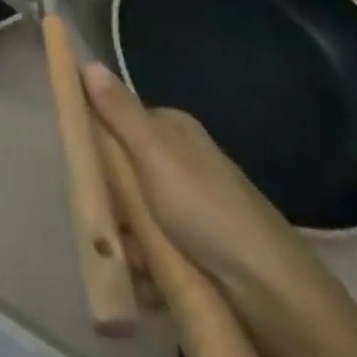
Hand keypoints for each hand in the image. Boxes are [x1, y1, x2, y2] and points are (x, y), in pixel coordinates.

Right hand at [83, 62, 322, 312]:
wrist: (274, 295)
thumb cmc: (208, 211)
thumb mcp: (155, 154)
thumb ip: (119, 112)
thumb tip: (88, 61)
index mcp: (174, 132)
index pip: (116, 121)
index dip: (95, 143)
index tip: (82, 167)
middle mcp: (182, 163)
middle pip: (121, 172)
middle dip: (111, 202)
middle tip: (111, 223)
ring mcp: (190, 207)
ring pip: (133, 214)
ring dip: (126, 239)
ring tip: (135, 261)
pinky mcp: (197, 247)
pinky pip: (154, 247)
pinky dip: (147, 263)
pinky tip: (150, 279)